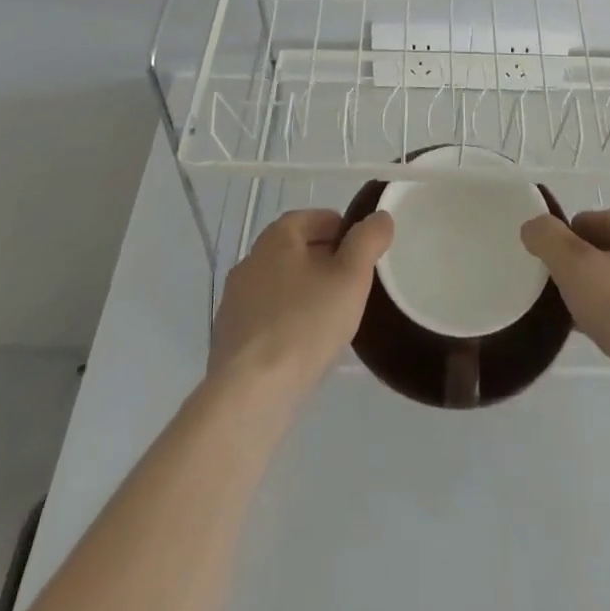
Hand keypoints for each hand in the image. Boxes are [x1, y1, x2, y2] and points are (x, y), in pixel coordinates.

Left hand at [208, 208, 393, 402]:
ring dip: (305, 293)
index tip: (363, 255)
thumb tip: (380, 217)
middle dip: (326, 262)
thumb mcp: (351, 277)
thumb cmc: (305, 324)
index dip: (344, 231)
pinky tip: (303, 346)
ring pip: (281, 284)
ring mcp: (235, 300)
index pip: (315, 218)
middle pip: (297, 250)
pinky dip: (287, 321)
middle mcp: (251, 260)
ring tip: (332, 319)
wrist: (250, 394)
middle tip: (353, 286)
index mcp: (277, 237)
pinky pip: (267, 317)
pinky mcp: (229, 337)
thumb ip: (368, 241)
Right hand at [521, 210, 609, 390]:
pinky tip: (602, 338)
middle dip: (584, 270)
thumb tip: (533, 226)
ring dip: (600, 296)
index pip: (596, 221)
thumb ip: (548, 239)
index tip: (552, 271)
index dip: (568, 243)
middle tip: (563, 295)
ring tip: (578, 319)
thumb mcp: (576, 266)